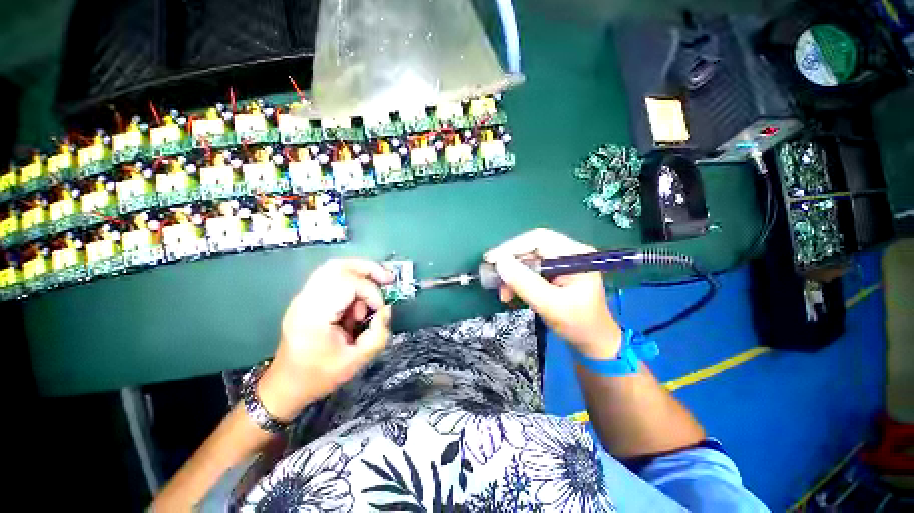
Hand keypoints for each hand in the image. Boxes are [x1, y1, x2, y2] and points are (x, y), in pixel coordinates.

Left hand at [257, 258, 393, 421]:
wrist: (285, 385)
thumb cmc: (319, 376)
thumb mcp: (356, 361)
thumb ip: (378, 333)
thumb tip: (386, 309)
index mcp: (313, 316)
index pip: (347, 284)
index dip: (370, 292)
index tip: (379, 309)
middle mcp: (305, 300)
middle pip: (337, 265)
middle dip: (367, 268)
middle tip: (387, 278)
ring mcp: (302, 297)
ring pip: (334, 267)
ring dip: (360, 272)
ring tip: (377, 283)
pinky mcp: (305, 298)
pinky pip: (331, 277)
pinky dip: (351, 280)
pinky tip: (360, 296)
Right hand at [485, 229, 621, 358]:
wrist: (593, 342)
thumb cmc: (579, 324)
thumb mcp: (551, 305)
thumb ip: (525, 283)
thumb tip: (500, 262)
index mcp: (575, 254)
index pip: (539, 240)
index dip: (512, 247)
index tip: (492, 259)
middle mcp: (568, 253)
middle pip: (531, 247)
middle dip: (510, 263)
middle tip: (493, 276)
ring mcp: (560, 262)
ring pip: (527, 259)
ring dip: (512, 274)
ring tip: (503, 292)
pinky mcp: (553, 273)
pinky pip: (529, 270)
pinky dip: (517, 280)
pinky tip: (510, 292)